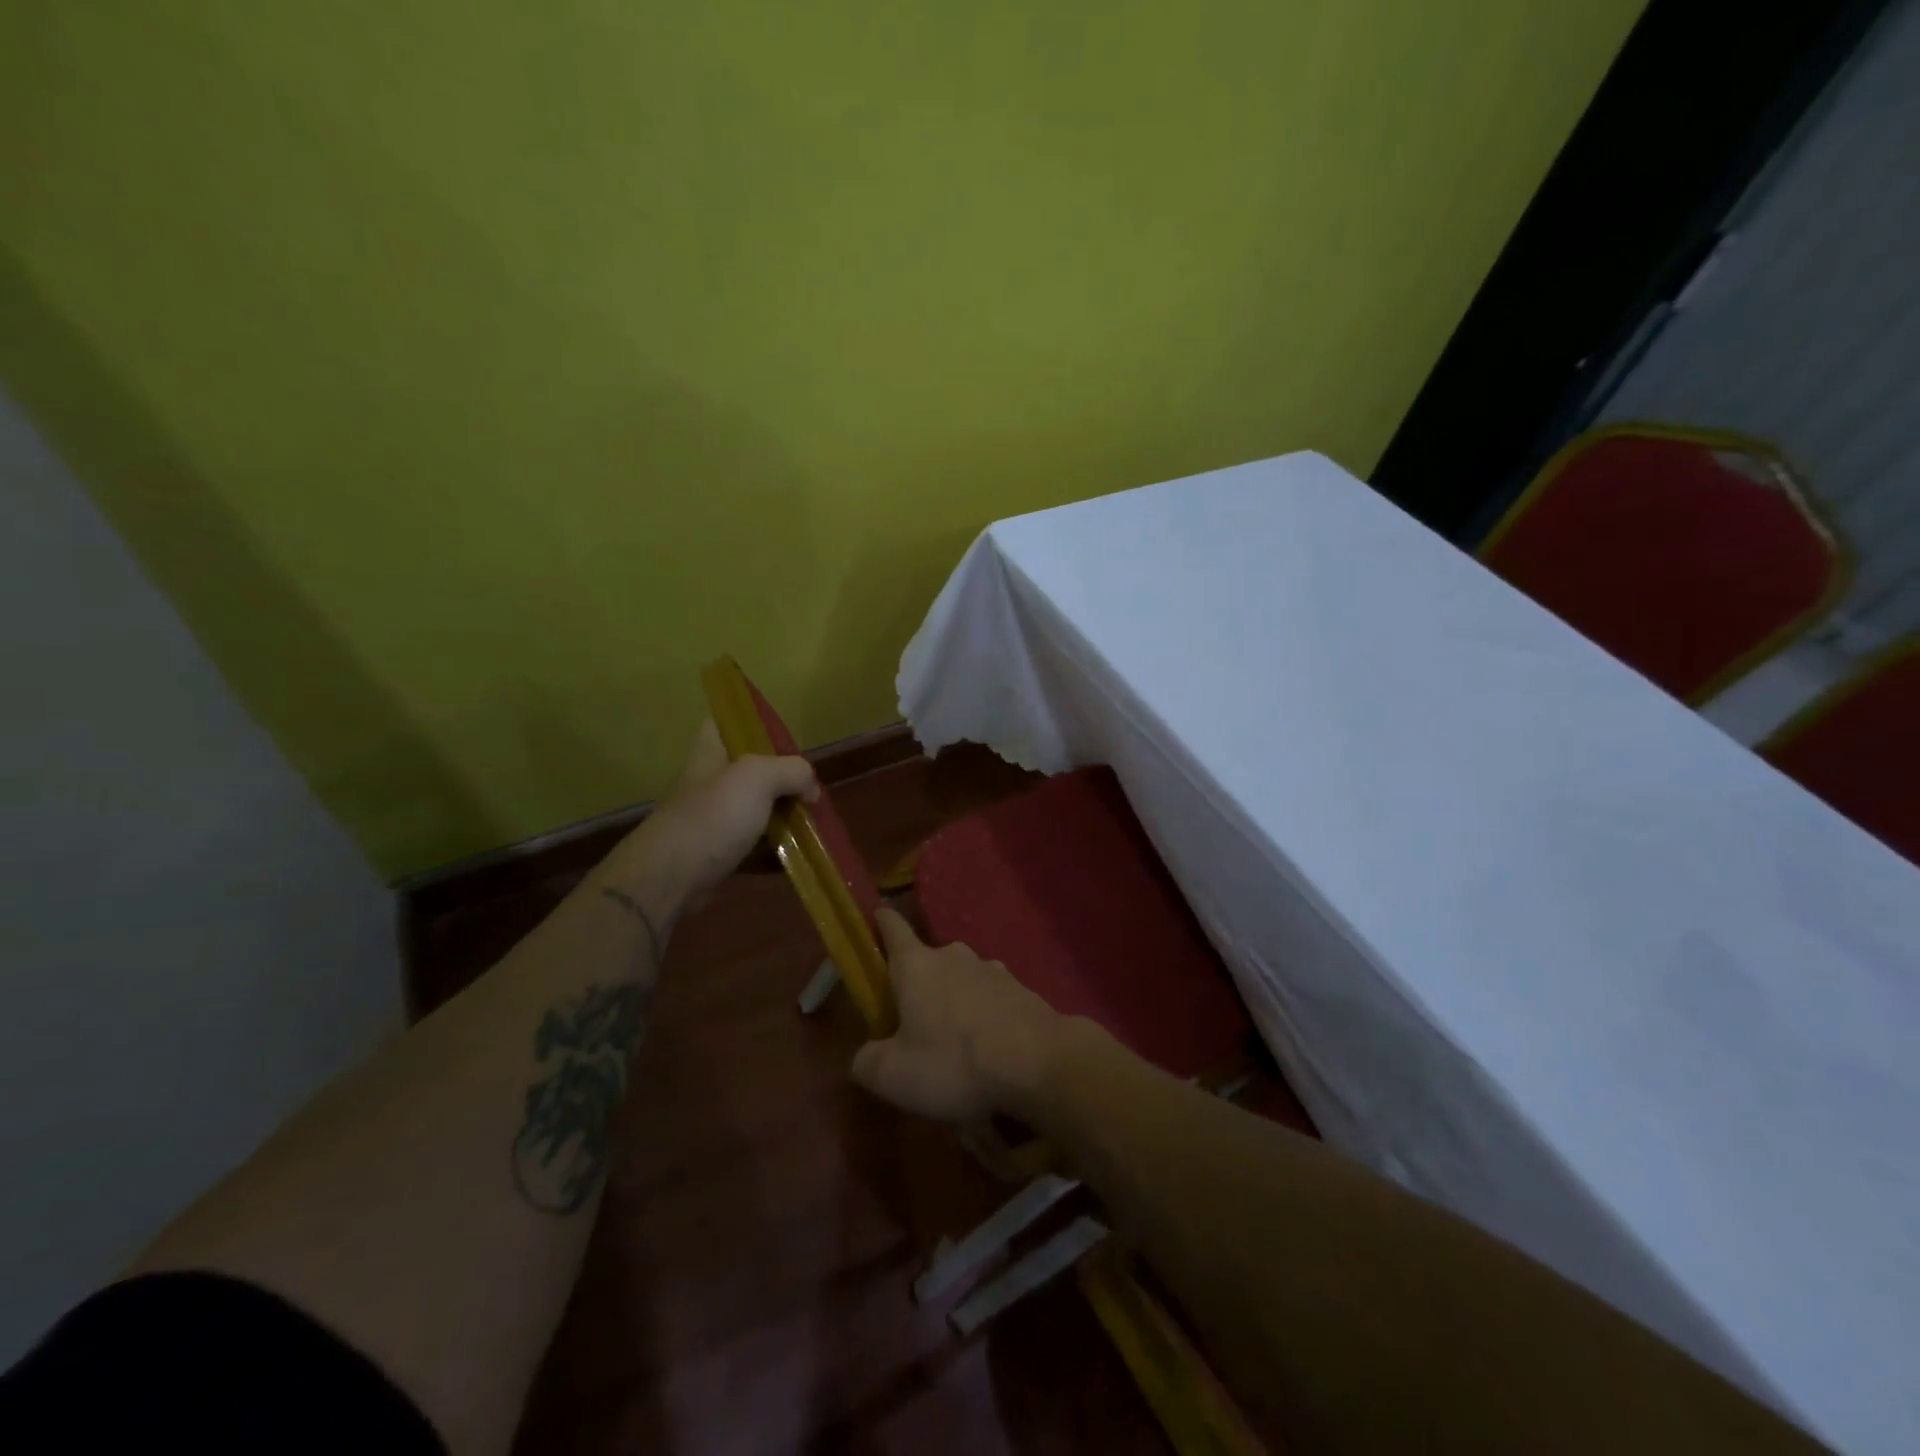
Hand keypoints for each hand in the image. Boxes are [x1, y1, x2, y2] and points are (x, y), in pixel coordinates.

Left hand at [606, 719, 817, 909]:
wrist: (672, 878)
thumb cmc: (713, 816)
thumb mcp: (759, 777)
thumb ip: (793, 771)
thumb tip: (810, 790)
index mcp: (712, 752)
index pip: (725, 723)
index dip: (752, 724)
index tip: (783, 739)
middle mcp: (711, 782)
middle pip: (752, 771)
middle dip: (783, 780)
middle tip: (810, 791)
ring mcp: (713, 819)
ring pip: (756, 811)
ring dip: (783, 819)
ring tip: (813, 825)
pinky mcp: (718, 853)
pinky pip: (754, 847)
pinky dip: (775, 852)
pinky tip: (798, 857)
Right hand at [851, 908, 1066, 1122]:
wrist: (1038, 1062)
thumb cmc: (954, 1061)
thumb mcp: (893, 1075)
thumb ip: (867, 1062)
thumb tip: (865, 1056)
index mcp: (916, 965)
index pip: (892, 928)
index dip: (882, 921)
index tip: (877, 914)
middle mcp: (953, 956)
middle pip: (928, 962)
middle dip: (920, 986)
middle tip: (914, 1024)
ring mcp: (992, 970)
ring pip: (963, 982)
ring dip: (955, 1005)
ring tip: (956, 1048)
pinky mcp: (1022, 990)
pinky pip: (992, 1002)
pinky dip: (986, 1020)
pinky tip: (990, 1054)